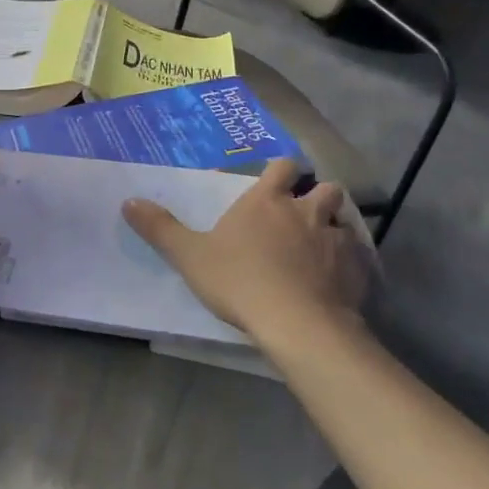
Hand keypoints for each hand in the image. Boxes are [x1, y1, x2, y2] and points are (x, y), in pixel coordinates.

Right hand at [122, 159, 370, 335]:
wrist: (296, 321)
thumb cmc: (239, 281)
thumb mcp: (189, 255)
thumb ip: (160, 228)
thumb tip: (128, 201)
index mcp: (266, 200)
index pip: (283, 167)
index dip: (281, 172)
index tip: (276, 182)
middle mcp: (306, 211)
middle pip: (325, 188)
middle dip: (317, 196)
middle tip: (303, 216)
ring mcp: (337, 238)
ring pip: (345, 220)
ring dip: (336, 227)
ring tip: (323, 247)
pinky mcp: (358, 268)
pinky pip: (360, 257)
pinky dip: (353, 263)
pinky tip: (341, 280)